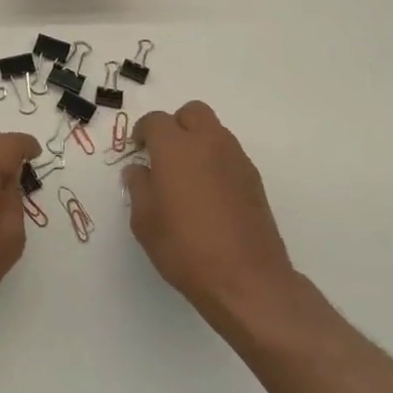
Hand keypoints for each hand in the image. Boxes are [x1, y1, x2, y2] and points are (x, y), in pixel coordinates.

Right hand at [126, 101, 297, 333]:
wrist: (247, 280)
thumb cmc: (185, 248)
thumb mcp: (145, 221)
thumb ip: (139, 187)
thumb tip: (139, 170)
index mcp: (175, 148)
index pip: (156, 120)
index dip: (143, 131)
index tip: (138, 149)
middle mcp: (208, 143)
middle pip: (192, 112)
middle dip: (176, 125)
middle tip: (164, 154)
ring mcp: (235, 159)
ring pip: (214, 131)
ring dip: (198, 141)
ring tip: (187, 176)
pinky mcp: (254, 179)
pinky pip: (229, 154)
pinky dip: (216, 161)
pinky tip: (209, 194)